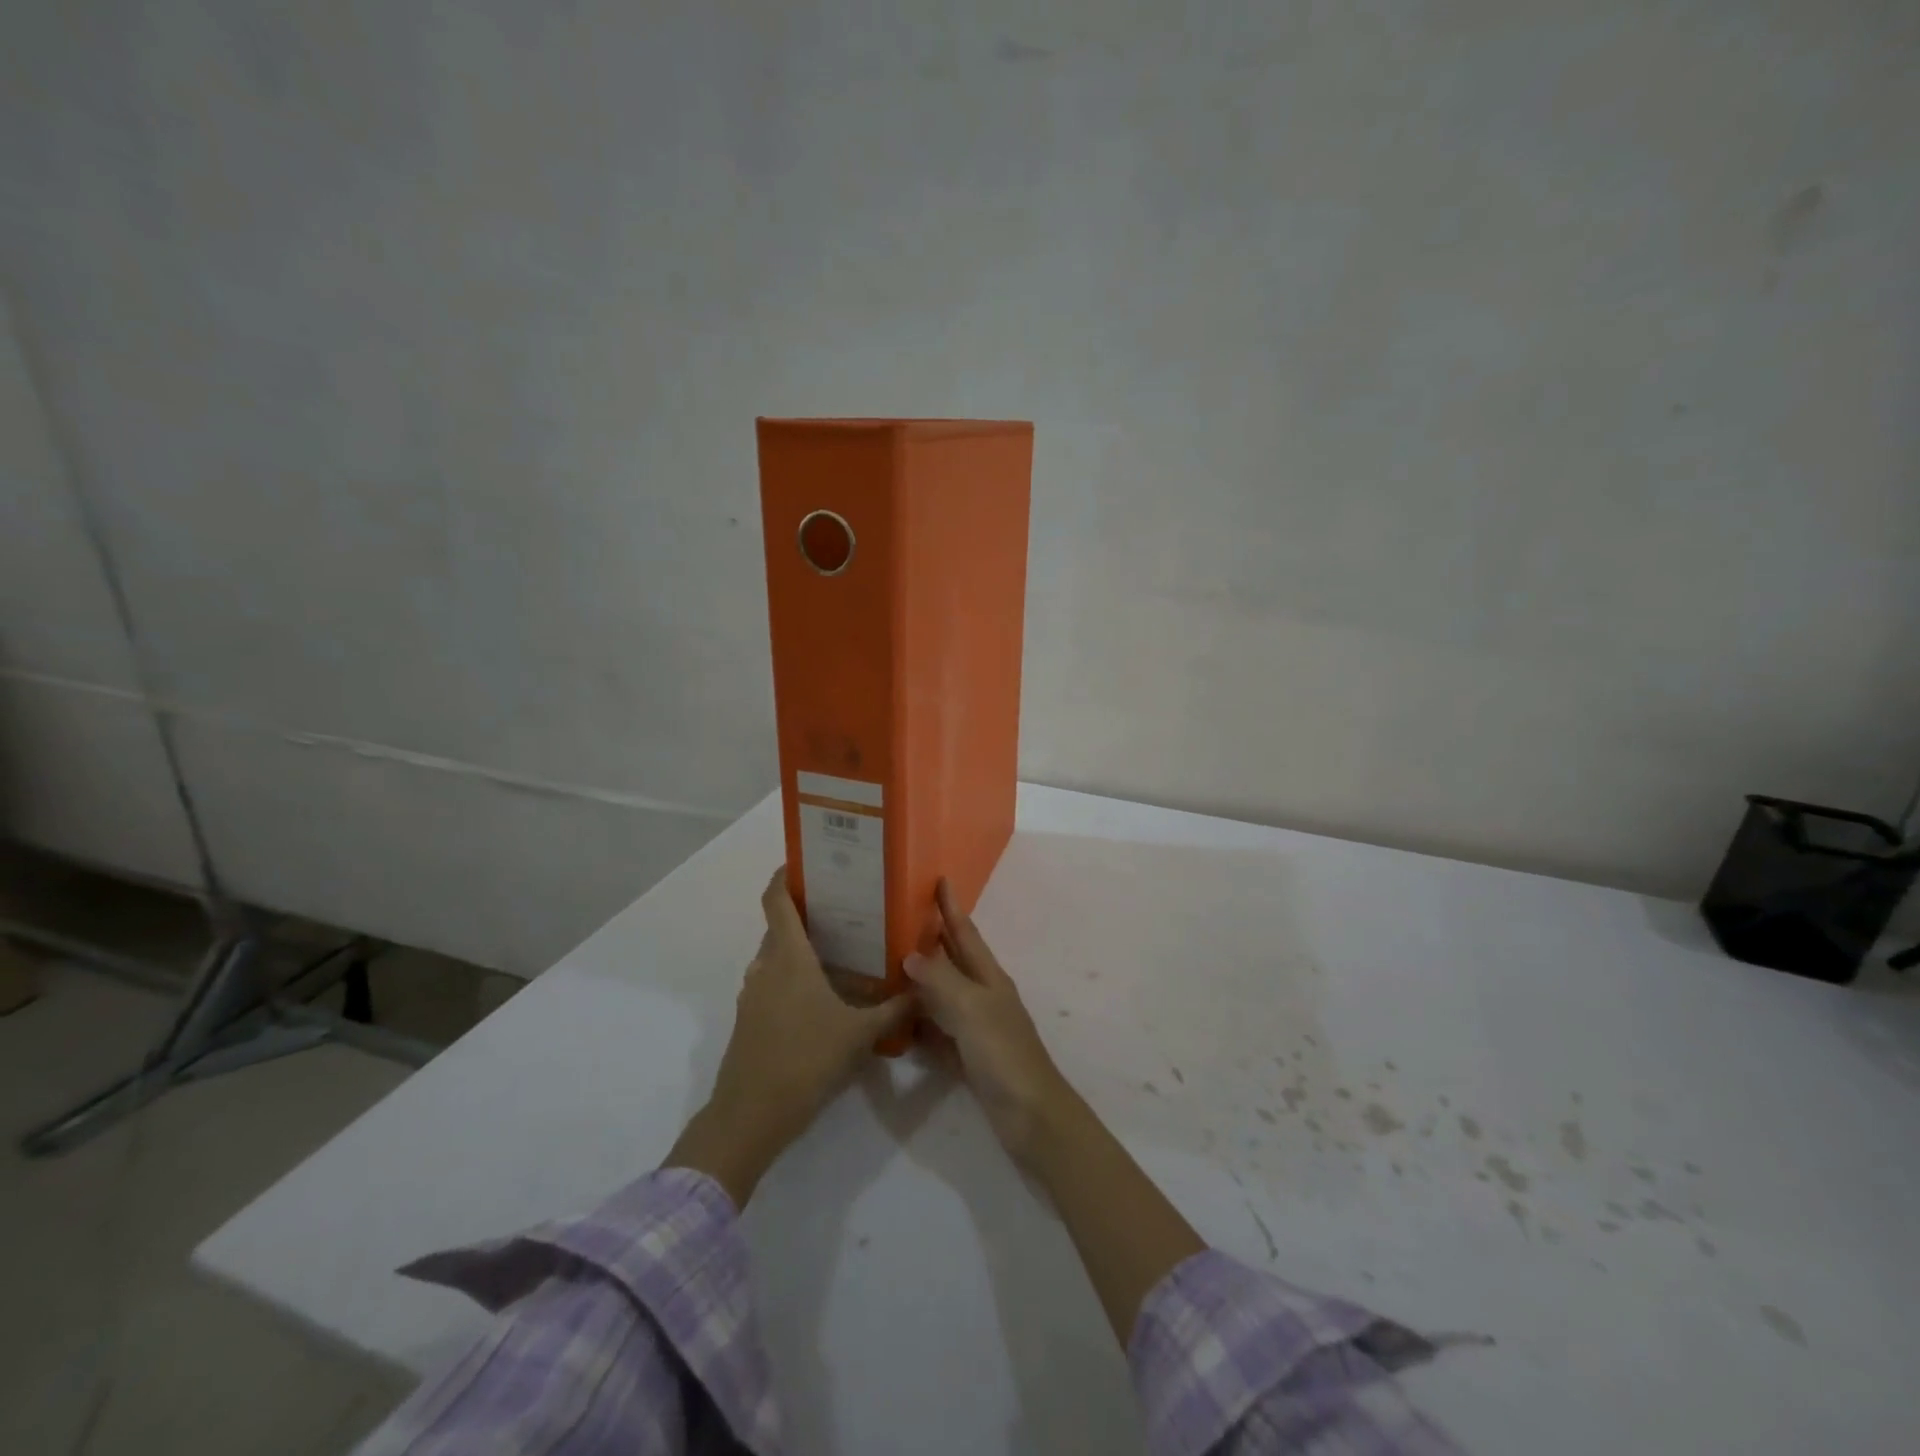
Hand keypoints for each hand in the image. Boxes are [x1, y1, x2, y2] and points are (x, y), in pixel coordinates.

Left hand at [665, 868, 916, 1206]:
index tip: (806, 863)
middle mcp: (765, 967)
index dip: (785, 876)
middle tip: (845, 908)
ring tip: (839, 949)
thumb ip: (893, 1010)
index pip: (776, 900)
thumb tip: (923, 989)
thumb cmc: (805, 1060)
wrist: (750, 1116)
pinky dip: (792, 977)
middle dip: (806, 914)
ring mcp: (753, 995)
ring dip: (799, 948)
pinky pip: (772, 983)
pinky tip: (822, 995)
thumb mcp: (859, 1034)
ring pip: (775, 957)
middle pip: (779, 927)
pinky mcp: (750, 1020)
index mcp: (788, 957)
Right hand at [905, 879, 1077, 1171]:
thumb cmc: (1004, 1054)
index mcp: (989, 978)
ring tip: (888, 966)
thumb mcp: (972, 1010)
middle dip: (932, 938)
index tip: (939, 879)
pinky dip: (919, 1023)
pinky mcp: (967, 1057)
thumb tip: (910, 954)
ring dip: (920, 980)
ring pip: (942, 995)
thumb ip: (942, 981)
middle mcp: (983, 996)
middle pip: (953, 960)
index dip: (951, 907)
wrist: (1031, 1115)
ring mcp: (976, 1028)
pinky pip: (937, 1031)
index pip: (965, 933)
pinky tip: (898, 1022)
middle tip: (900, 919)